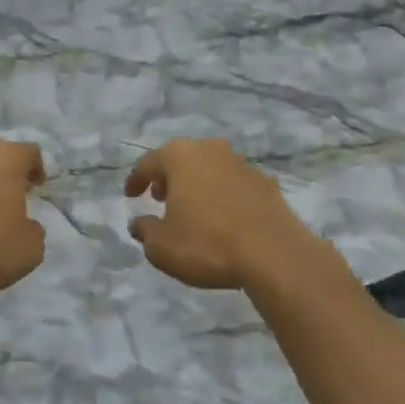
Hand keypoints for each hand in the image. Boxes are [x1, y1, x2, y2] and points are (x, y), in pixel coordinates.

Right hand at [124, 138, 313, 289]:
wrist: (274, 254)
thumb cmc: (208, 244)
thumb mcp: (162, 247)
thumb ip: (145, 231)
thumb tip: (138, 223)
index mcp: (180, 156)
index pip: (148, 163)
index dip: (136, 180)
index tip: (130, 195)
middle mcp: (210, 149)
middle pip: (181, 159)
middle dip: (168, 177)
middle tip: (159, 197)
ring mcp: (241, 163)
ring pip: (210, 168)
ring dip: (198, 184)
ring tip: (192, 208)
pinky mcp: (265, 182)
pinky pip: (234, 184)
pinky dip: (223, 195)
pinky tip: (224, 217)